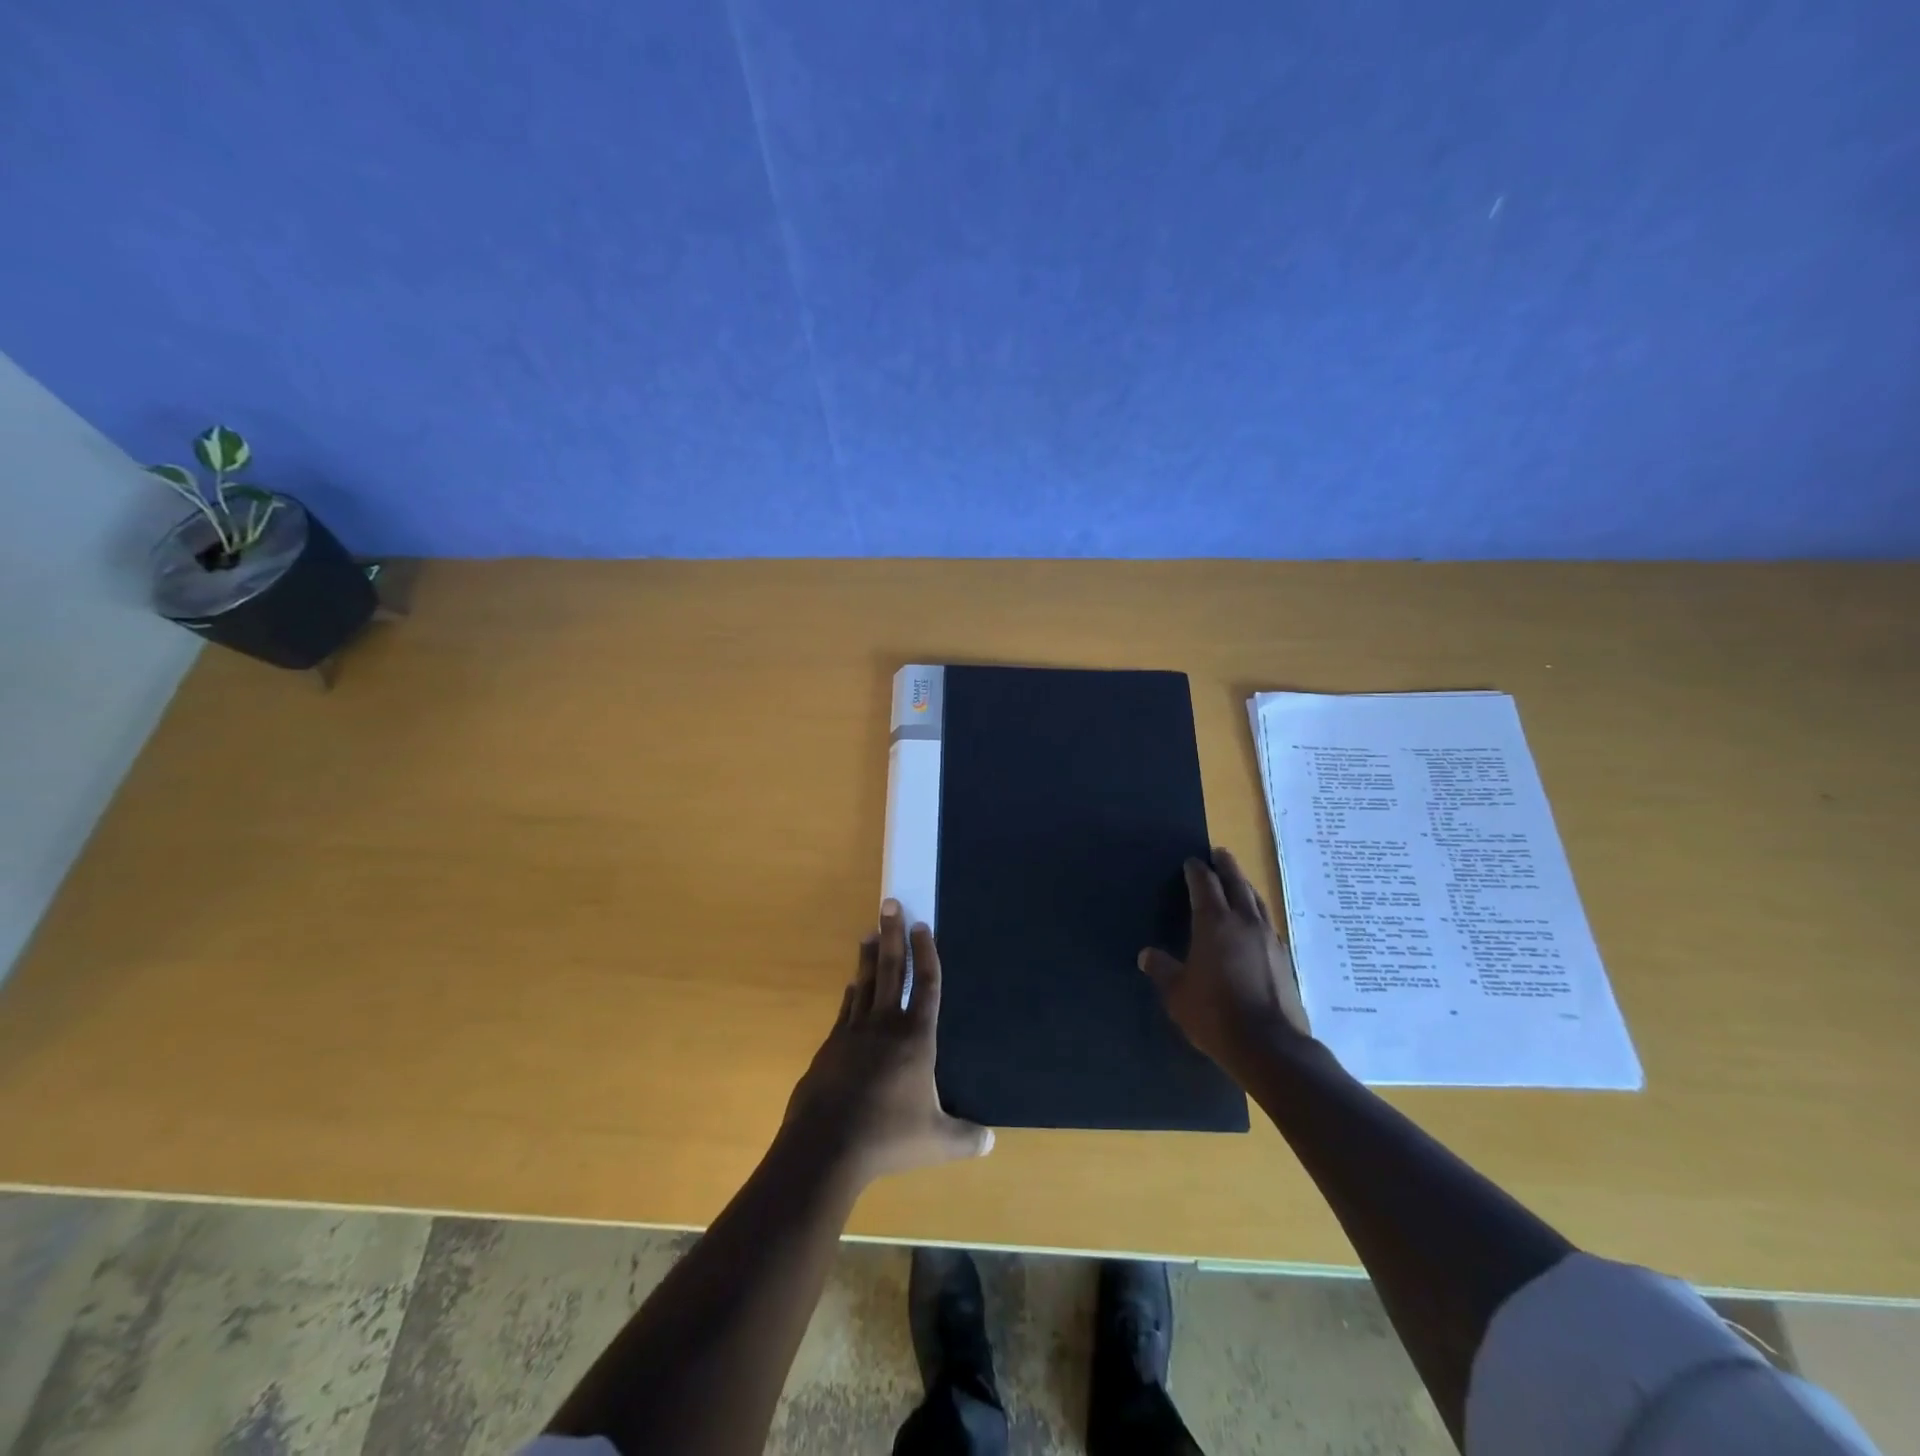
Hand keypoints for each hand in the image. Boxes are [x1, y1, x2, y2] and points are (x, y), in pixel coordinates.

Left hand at [784, 901, 993, 1185]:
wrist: (825, 1145)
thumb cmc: (888, 1137)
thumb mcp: (936, 1141)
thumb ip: (965, 1138)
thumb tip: (991, 1142)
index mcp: (916, 1038)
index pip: (927, 985)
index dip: (927, 953)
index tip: (922, 925)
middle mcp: (885, 1025)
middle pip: (892, 970)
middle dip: (893, 935)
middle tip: (890, 903)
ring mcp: (853, 1032)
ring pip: (864, 983)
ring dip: (869, 957)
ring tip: (870, 932)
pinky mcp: (831, 1046)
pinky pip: (846, 1009)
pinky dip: (851, 992)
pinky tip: (850, 985)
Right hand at [1138, 847, 1311, 1074]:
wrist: (1270, 1046)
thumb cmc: (1215, 1014)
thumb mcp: (1177, 994)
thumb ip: (1163, 970)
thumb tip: (1147, 955)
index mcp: (1214, 923)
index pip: (1204, 884)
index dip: (1196, 870)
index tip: (1190, 862)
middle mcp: (1244, 922)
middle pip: (1236, 882)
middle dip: (1225, 866)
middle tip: (1218, 854)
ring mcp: (1268, 938)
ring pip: (1256, 900)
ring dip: (1245, 885)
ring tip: (1238, 880)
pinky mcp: (1284, 957)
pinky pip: (1267, 921)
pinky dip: (1257, 911)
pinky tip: (1254, 921)